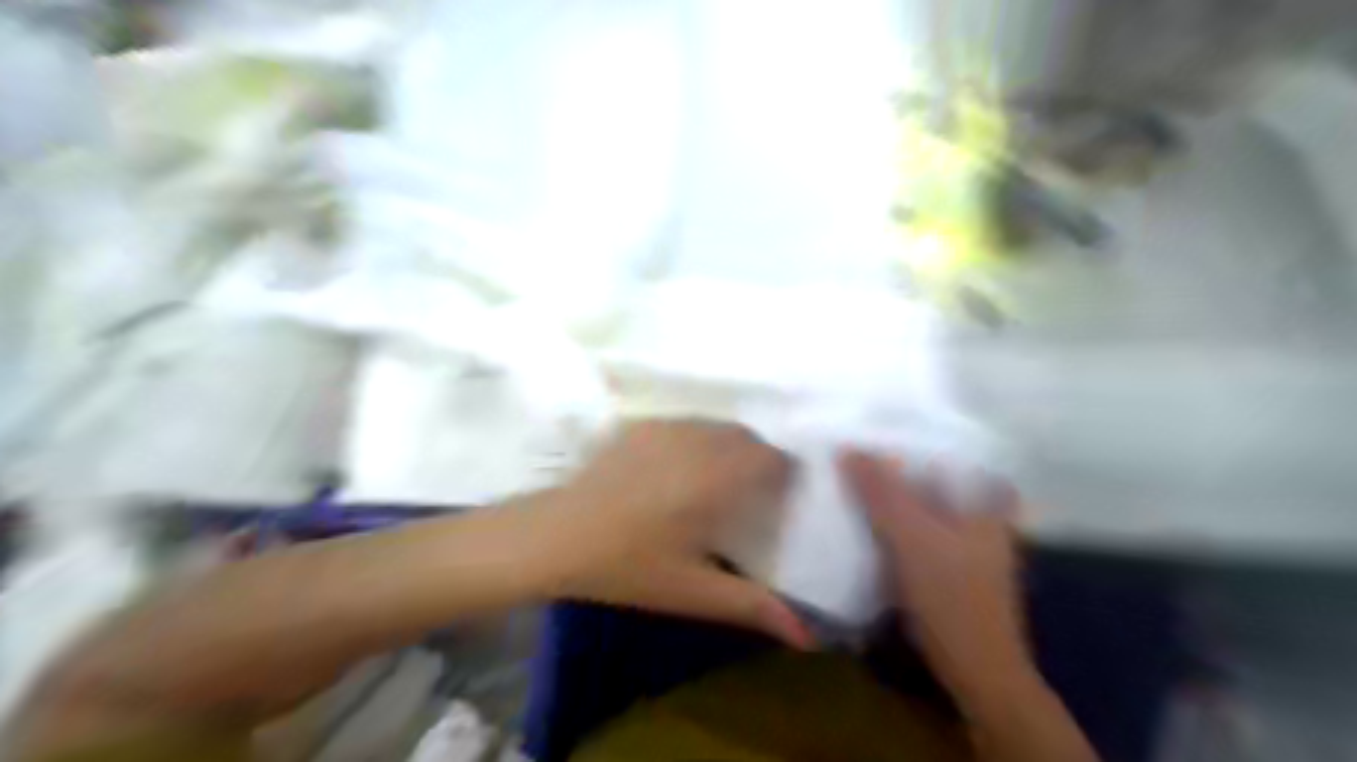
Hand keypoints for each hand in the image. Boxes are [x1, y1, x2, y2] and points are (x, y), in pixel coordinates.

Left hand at [544, 422, 808, 648]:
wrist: (556, 535)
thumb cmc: (627, 566)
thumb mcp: (693, 592)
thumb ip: (753, 607)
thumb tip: (809, 637)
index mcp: (717, 478)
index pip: (773, 459)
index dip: (783, 478)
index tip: (776, 503)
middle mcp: (698, 441)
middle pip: (748, 438)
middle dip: (758, 462)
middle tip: (747, 498)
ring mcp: (667, 427)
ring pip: (718, 427)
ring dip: (729, 448)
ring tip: (714, 483)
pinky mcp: (642, 426)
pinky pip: (688, 424)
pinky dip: (698, 440)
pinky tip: (677, 471)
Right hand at [839, 450, 1030, 691]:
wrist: (976, 670)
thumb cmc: (951, 597)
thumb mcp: (911, 538)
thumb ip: (882, 493)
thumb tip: (848, 448)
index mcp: (982, 500)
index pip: (947, 449)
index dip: (912, 433)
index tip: (875, 423)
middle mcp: (979, 513)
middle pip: (932, 474)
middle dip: (896, 463)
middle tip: (855, 448)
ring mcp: (965, 541)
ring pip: (922, 502)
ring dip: (892, 492)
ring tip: (854, 475)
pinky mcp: (948, 565)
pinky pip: (917, 528)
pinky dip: (894, 520)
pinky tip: (866, 517)